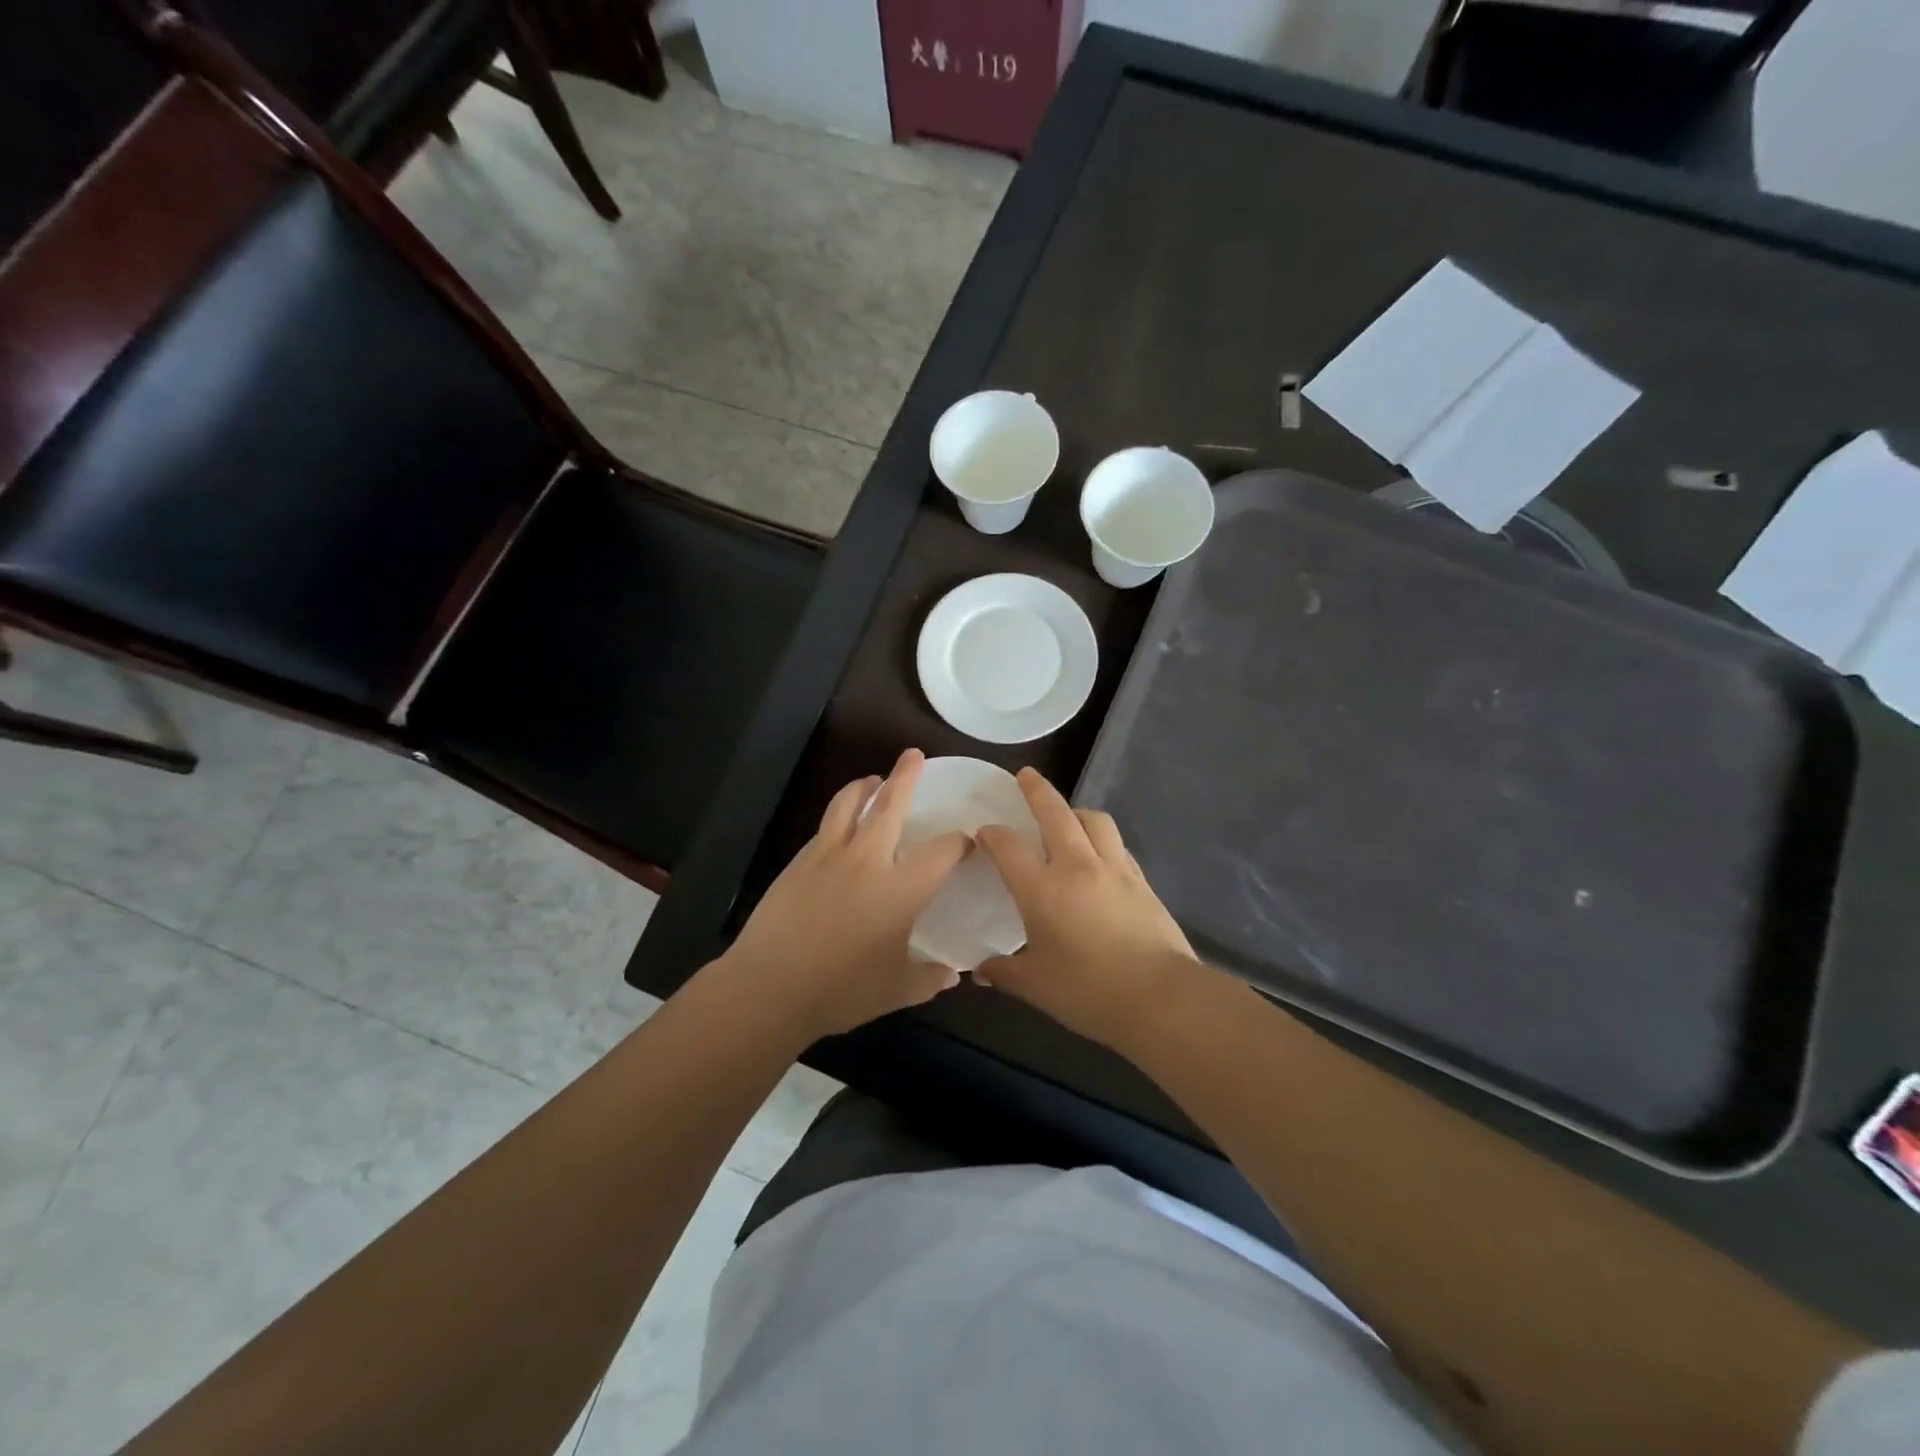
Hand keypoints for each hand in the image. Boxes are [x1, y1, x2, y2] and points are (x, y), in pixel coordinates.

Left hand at [717, 749, 971, 1040]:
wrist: (769, 987)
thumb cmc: (841, 990)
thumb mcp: (896, 990)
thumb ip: (929, 978)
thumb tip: (953, 974)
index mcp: (900, 889)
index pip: (942, 852)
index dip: (960, 843)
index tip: (968, 841)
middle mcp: (867, 860)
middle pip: (890, 806)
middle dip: (905, 777)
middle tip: (913, 755)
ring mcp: (828, 856)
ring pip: (848, 805)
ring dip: (864, 787)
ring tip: (872, 780)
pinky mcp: (798, 863)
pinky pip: (825, 828)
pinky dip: (839, 816)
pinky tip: (840, 827)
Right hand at [975, 769, 1202, 1050]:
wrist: (1160, 996)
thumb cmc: (1088, 991)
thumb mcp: (1036, 986)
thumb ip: (1004, 972)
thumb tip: (980, 971)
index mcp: (1041, 888)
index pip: (1008, 847)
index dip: (991, 834)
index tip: (983, 832)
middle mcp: (1076, 866)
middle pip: (1054, 813)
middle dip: (1037, 790)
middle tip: (1026, 775)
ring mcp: (1113, 869)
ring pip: (1094, 820)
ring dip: (1075, 810)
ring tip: (1067, 815)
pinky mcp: (1141, 880)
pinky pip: (1116, 844)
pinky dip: (1102, 838)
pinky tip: (1100, 853)